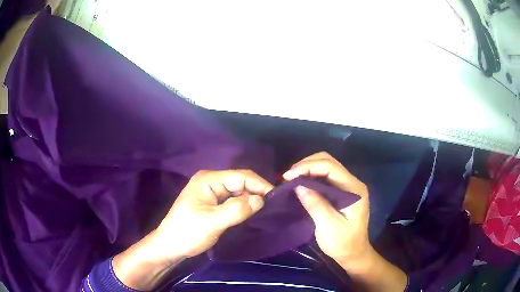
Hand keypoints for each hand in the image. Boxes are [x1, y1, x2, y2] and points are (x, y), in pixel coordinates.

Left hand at [113, 169, 272, 289]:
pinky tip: (251, 214)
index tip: (276, 198)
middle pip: (240, 182)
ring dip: (250, 200)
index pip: (241, 176)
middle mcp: (211, 181)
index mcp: (208, 179)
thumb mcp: (212, 222)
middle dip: (256, 192)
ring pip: (238, 191)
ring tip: (265, 211)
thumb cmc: (187, 233)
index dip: (259, 185)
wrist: (170, 246)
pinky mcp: (213, 203)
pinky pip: (233, 200)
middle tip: (273, 207)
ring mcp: (211, 192)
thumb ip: (236, 209)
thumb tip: (261, 199)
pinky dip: (243, 206)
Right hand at [284, 152, 406, 290]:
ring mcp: (348, 186)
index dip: (308, 167)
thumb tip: (298, 185)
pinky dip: (312, 177)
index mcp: (354, 189)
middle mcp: (353, 183)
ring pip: (327, 167)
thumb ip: (315, 204)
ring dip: (308, 169)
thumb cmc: (343, 243)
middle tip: (288, 176)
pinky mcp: (342, 191)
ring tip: (292, 178)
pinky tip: (301, 183)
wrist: (353, 253)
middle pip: (329, 162)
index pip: (331, 167)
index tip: (289, 176)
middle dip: (307, 165)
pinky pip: (326, 177)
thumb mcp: (328, 226)